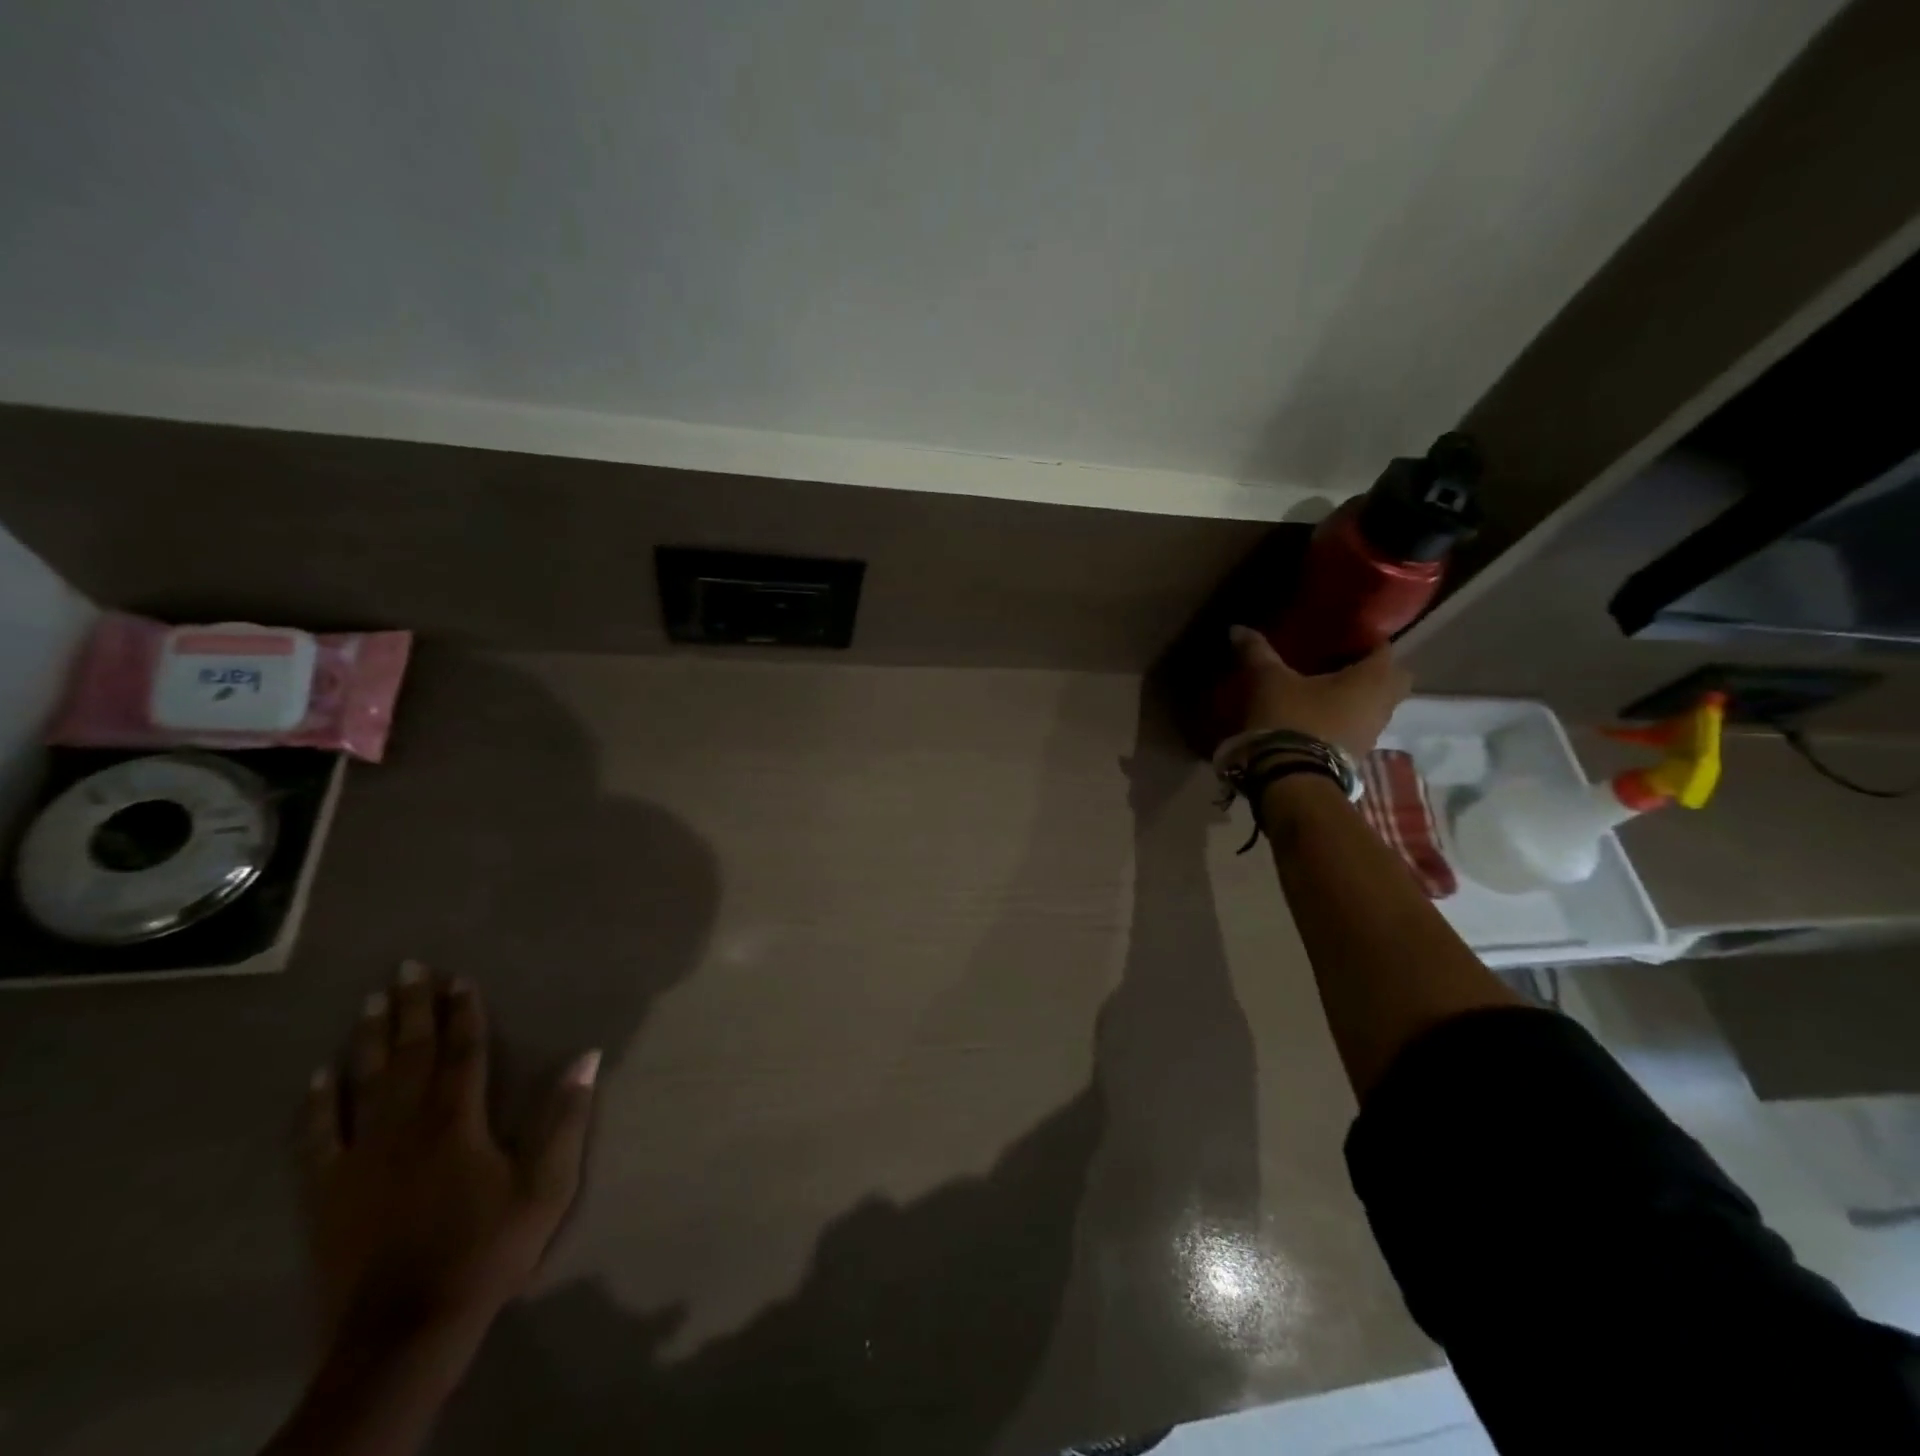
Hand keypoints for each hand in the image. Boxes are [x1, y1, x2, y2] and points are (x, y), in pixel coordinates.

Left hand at [301, 962, 599, 1350]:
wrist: (404, 1331)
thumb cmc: (486, 1250)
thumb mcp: (547, 1186)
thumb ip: (567, 1118)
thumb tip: (588, 1056)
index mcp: (457, 1120)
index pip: (463, 1051)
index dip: (464, 1011)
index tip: (461, 977)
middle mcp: (405, 1125)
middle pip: (409, 1054)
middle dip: (411, 1007)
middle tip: (407, 966)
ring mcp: (359, 1157)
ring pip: (363, 1082)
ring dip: (367, 1038)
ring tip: (370, 1000)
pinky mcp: (326, 1192)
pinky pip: (316, 1137)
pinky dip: (315, 1104)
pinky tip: (316, 1077)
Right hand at [1223, 626, 1409, 761]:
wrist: (1292, 778)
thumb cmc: (1291, 717)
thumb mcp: (1269, 680)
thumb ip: (1257, 652)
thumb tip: (1237, 629)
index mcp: (1373, 678)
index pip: (1383, 647)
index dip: (1364, 639)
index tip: (1340, 637)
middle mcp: (1383, 705)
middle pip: (1391, 680)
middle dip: (1371, 672)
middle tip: (1339, 666)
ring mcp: (1373, 735)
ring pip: (1375, 707)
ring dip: (1356, 700)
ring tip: (1322, 693)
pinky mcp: (1356, 757)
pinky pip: (1357, 729)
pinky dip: (1343, 722)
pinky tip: (1316, 720)